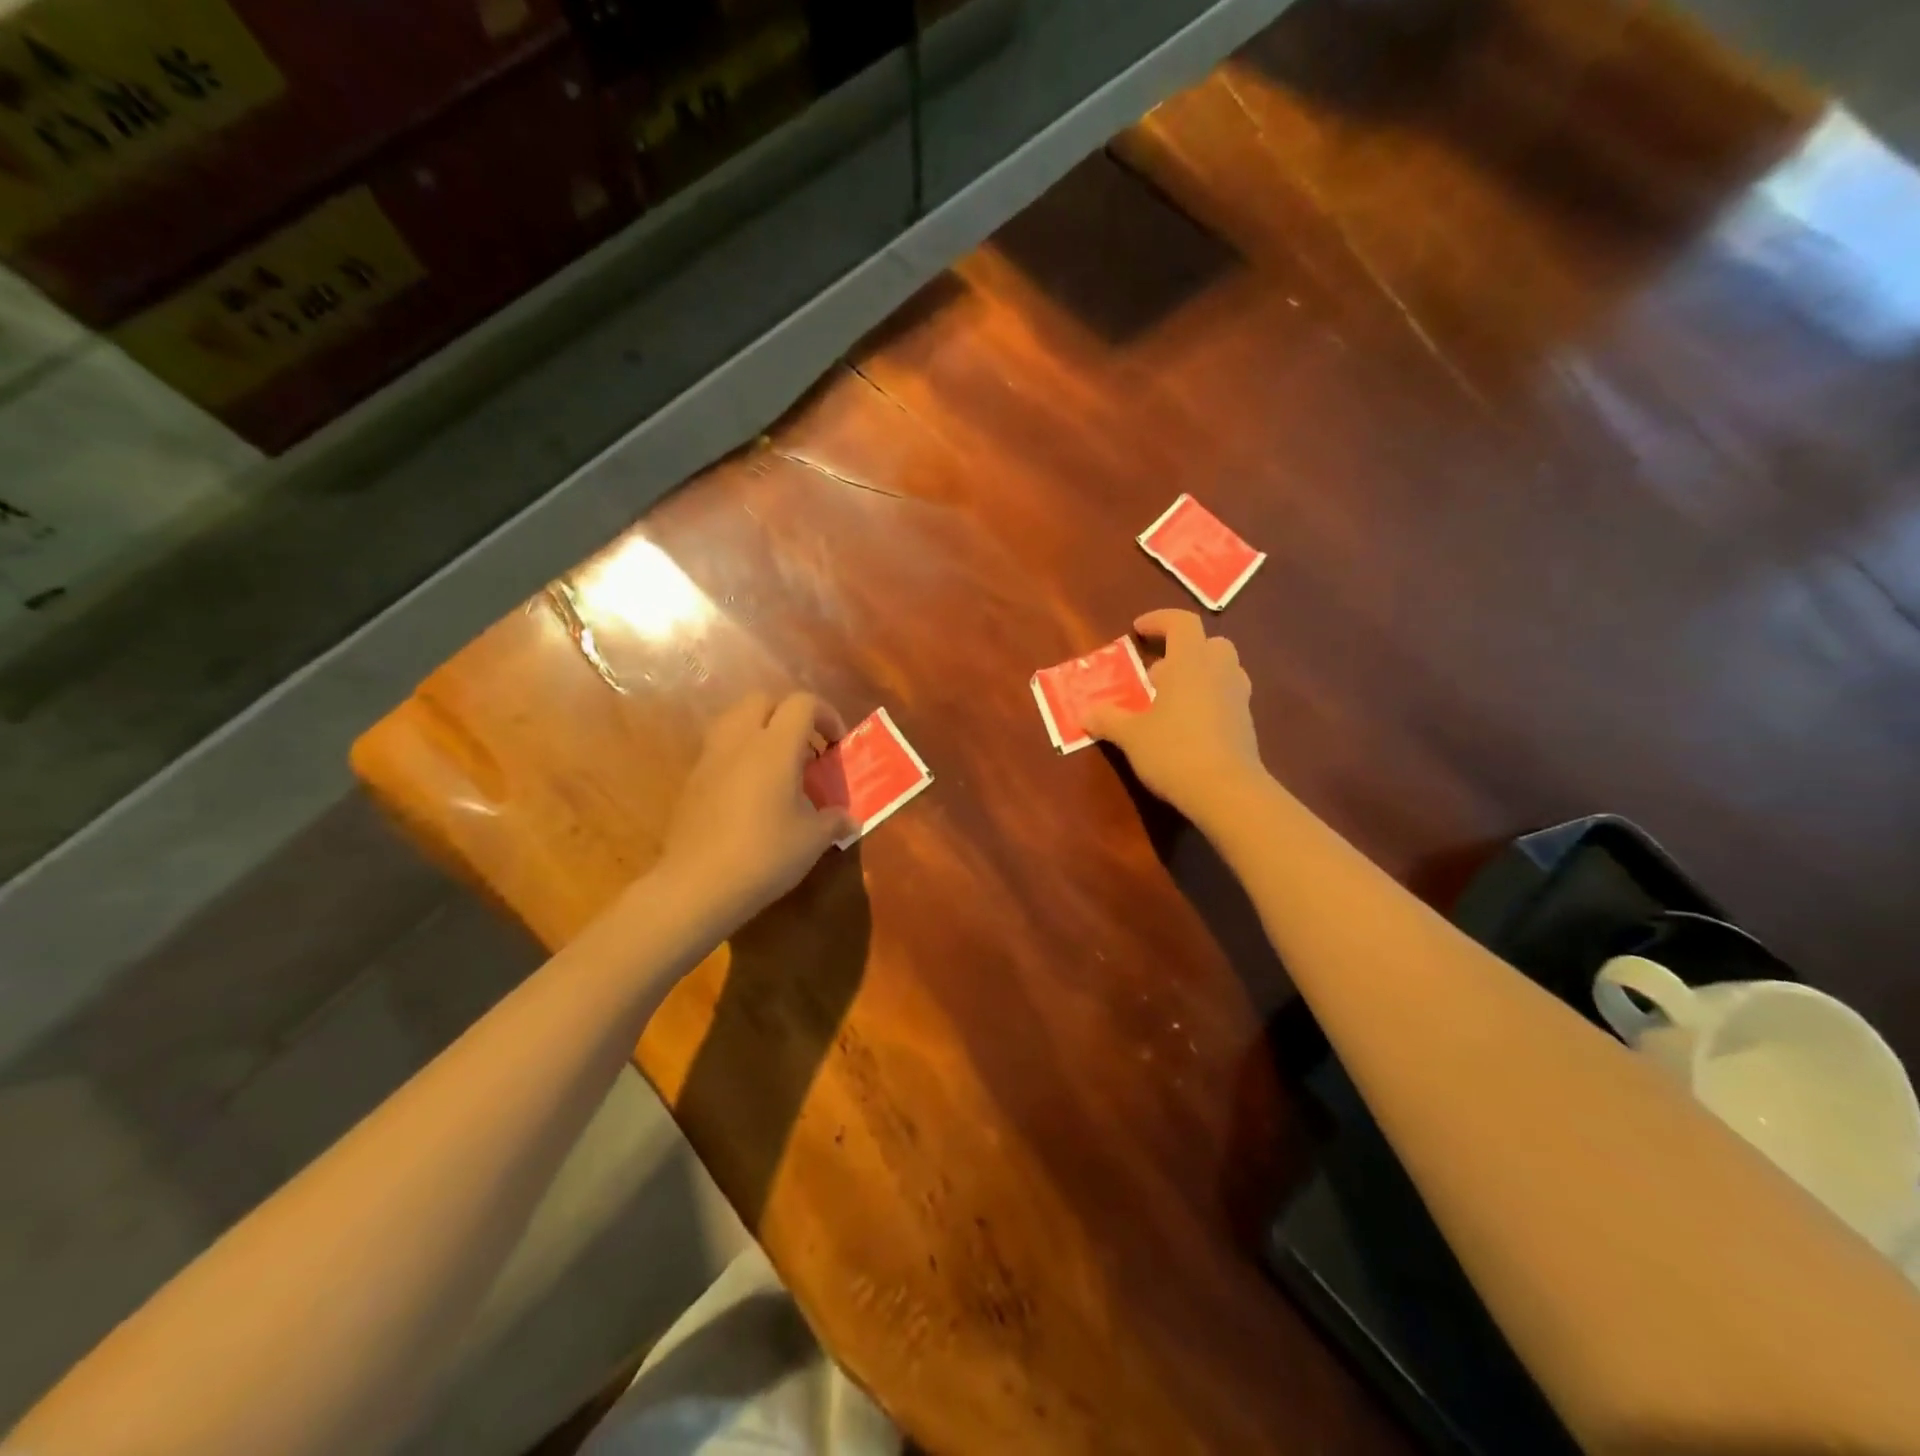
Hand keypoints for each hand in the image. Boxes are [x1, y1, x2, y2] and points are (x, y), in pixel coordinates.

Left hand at [658, 691, 857, 923]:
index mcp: (775, 747)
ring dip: (760, 729)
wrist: (697, 885)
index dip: (826, 715)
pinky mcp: (692, 781)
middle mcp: (740, 741)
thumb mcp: (812, 840)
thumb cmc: (765, 855)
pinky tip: (751, 790)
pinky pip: (719, 749)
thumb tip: (848, 820)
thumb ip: (834, 821)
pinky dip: (739, 754)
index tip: (838, 744)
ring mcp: (710, 759)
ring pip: (735, 719)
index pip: (802, 704)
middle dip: (789, 714)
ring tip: (778, 763)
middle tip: (807, 747)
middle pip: (763, 700)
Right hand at [1083, 609, 1264, 827]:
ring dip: (1198, 675)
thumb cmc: (1173, 750)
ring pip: (1222, 670)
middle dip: (1184, 651)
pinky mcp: (1246, 724)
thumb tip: (1085, 713)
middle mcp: (1219, 671)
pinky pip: (1226, 697)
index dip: (1159, 620)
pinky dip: (1208, 701)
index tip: (1137, 629)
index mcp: (1190, 661)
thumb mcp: (1131, 735)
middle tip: (1156, 673)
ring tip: (1170, 700)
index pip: (1181, 622)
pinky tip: (1186, 726)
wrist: (1226, 791)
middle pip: (1209, 644)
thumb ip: (1108, 719)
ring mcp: (1238, 697)